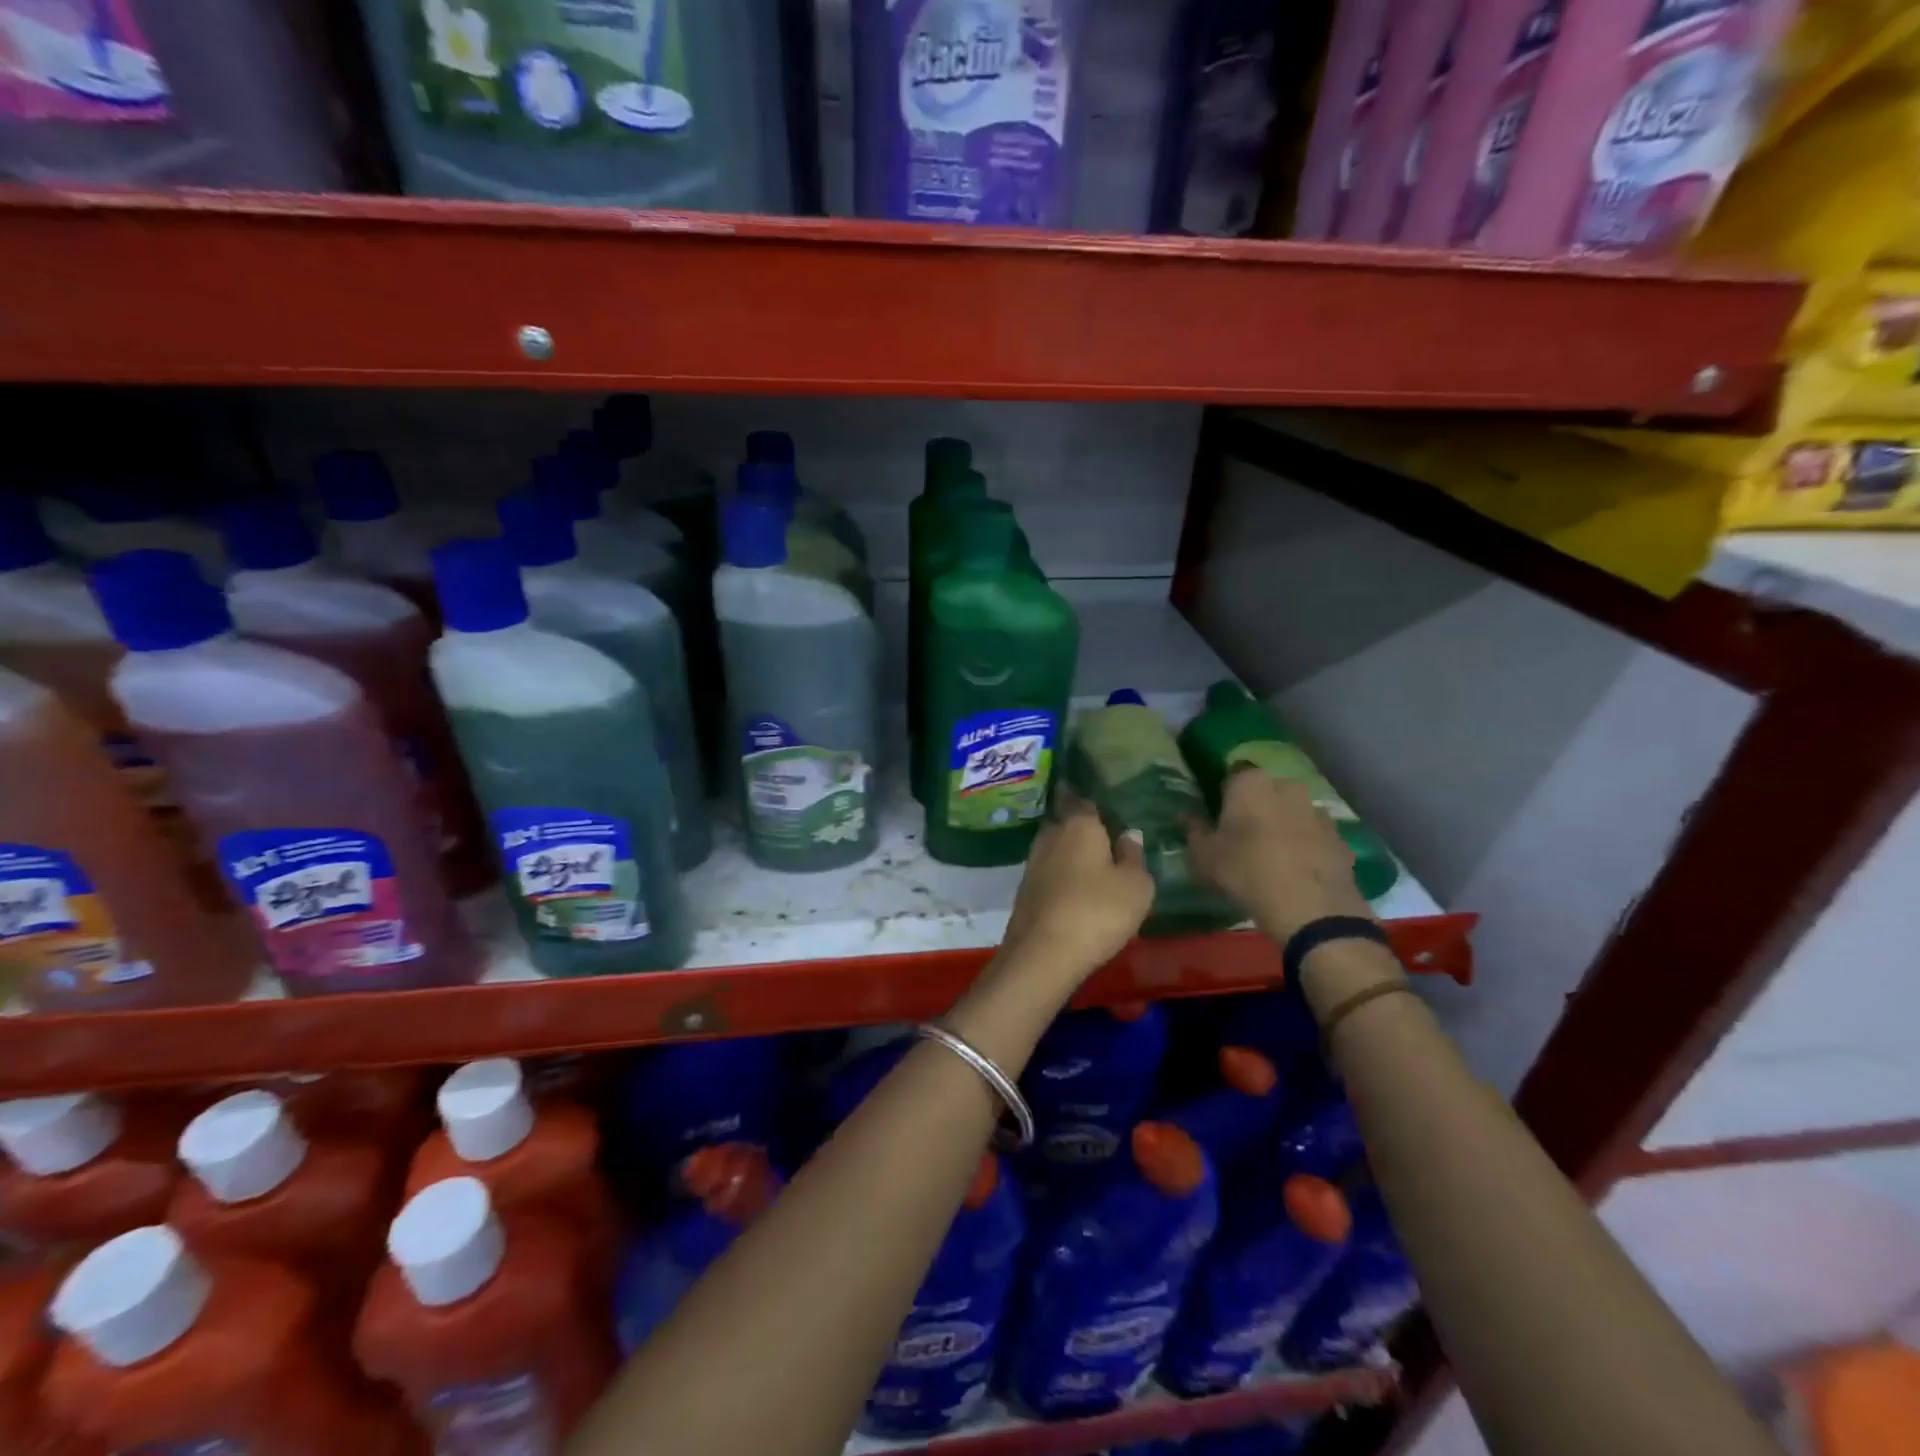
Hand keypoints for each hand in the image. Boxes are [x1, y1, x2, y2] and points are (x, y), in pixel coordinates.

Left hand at [999, 795, 1153, 991]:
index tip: (1110, 808)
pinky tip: (1077, 892)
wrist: (1043, 953)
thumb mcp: (1136, 886)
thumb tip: (1129, 834)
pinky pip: (1049, 873)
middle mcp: (1051, 835)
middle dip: (1084, 831)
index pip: (1085, 800)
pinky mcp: (1024, 889)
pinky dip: (1062, 878)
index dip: (1097, 804)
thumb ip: (1134, 856)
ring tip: (1096, 870)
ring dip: (1072, 856)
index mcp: (1079, 824)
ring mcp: (1033, 862)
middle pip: (1068, 823)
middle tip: (1107, 842)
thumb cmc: (1098, 911)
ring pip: (1057, 849)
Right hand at [1187, 768, 1375, 942]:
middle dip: (1256, 808)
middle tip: (1243, 837)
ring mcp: (1318, 811)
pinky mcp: (1340, 838)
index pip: (1232, 776)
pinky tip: (1298, 872)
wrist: (1311, 908)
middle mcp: (1287, 786)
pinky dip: (1306, 847)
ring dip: (1284, 827)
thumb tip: (1186, 814)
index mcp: (1250, 783)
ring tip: (1272, 857)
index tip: (1217, 816)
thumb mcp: (1204, 855)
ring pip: (1293, 813)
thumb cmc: (1245, 871)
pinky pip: (1315, 836)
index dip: (1224, 795)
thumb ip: (1194, 830)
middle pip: (1266, 792)